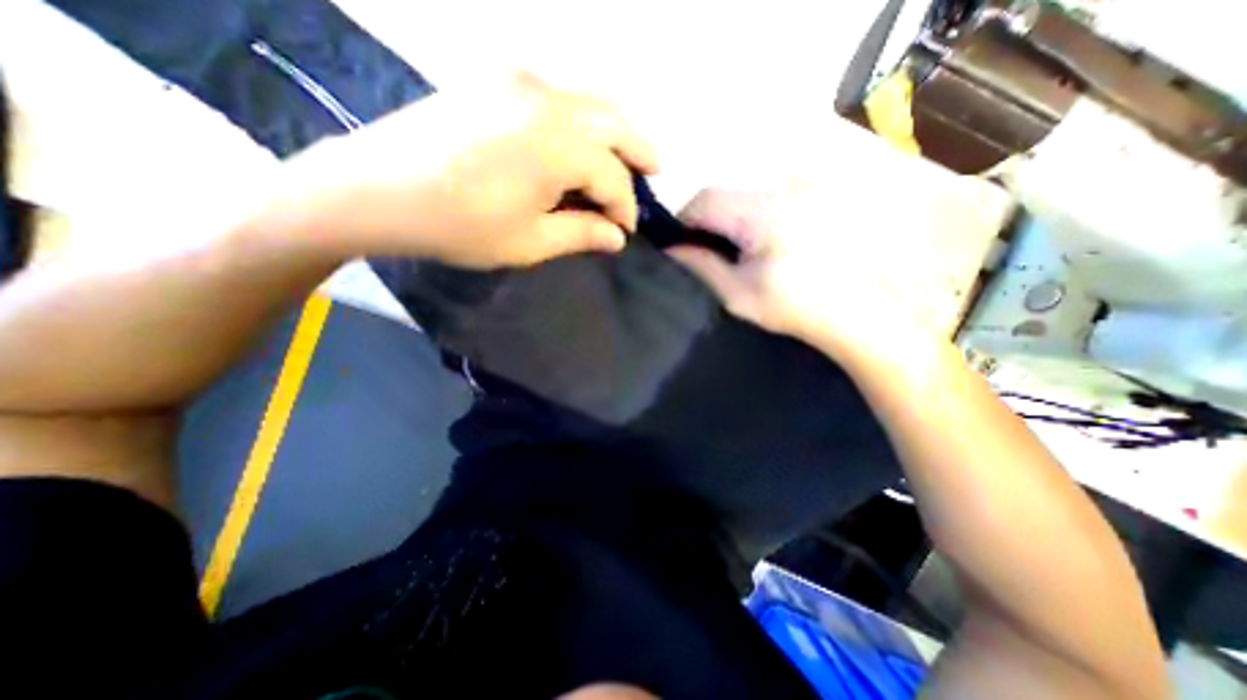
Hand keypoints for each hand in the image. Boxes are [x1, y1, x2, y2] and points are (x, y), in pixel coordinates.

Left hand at [279, 71, 656, 266]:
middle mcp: (547, 100)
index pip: (612, 177)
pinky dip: (582, 121)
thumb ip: (581, 234)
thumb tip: (616, 237)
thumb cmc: (459, 225)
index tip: (626, 231)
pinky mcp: (496, 80)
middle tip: (656, 170)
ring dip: (614, 131)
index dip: (625, 207)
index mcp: (558, 145)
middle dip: (639, 149)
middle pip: (613, 122)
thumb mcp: (529, 242)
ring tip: (627, 156)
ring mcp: (519, 82)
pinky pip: (559, 97)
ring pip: (589, 103)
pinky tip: (583, 143)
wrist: (376, 188)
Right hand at [667, 184, 939, 363]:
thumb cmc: (793, 307)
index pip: (704, 200)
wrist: (858, 313)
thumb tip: (671, 248)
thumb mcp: (738, 293)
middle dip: (711, 220)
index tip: (682, 244)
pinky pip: (774, 196)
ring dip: (736, 218)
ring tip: (742, 249)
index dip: (685, 219)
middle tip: (713, 251)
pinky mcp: (821, 195)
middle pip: (727, 194)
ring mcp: (806, 188)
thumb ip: (701, 267)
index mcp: (760, 213)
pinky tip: (769, 241)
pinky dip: (760, 215)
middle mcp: (784, 188)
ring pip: (749, 195)